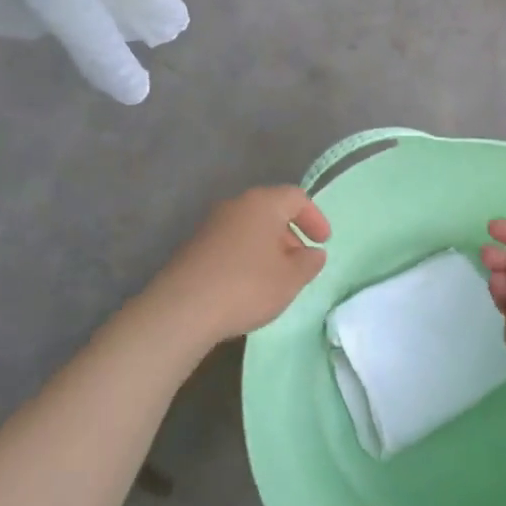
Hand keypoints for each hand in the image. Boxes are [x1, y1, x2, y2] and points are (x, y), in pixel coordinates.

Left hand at [139, 186, 329, 347]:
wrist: (182, 308)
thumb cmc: (246, 286)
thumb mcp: (290, 279)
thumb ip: (309, 263)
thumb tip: (313, 253)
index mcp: (262, 203)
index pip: (296, 197)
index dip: (314, 217)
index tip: (323, 242)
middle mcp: (235, 205)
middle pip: (271, 210)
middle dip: (291, 234)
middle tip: (301, 262)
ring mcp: (211, 224)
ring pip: (249, 227)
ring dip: (268, 247)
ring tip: (276, 277)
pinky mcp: (194, 245)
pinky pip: (231, 242)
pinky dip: (246, 255)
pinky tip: (247, 284)